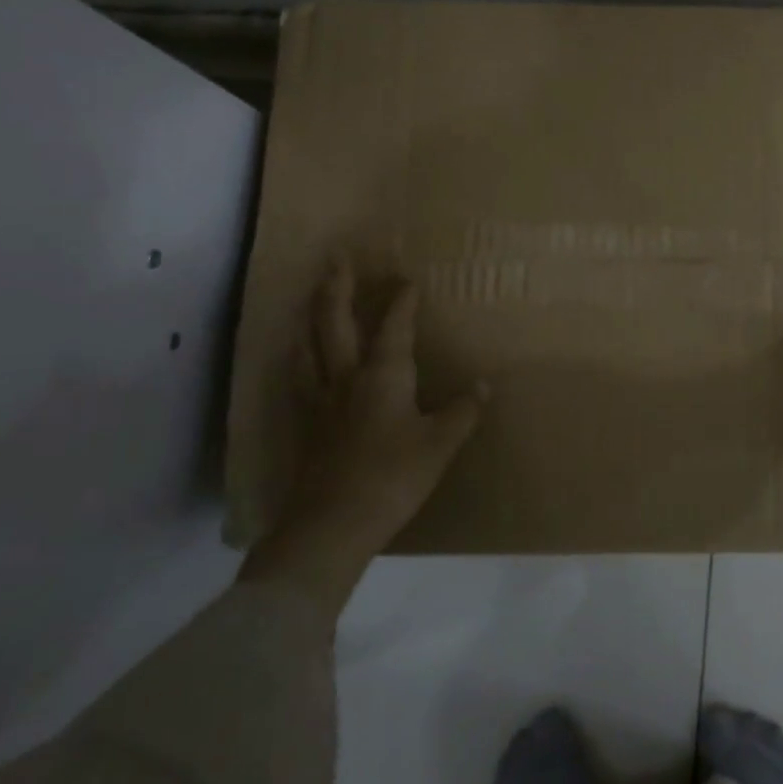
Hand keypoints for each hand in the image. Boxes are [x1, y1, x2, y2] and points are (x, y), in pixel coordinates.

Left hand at [241, 259, 484, 619]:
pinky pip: (300, 378)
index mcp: (383, 375)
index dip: (401, 301)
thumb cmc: (393, 476)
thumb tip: (482, 386)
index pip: (393, 327)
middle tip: (336, 258)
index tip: (407, 280)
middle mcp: (346, 378)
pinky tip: (299, 359)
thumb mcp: (440, 444)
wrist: (332, 525)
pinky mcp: (306, 427)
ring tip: (312, 300)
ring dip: (311, 318)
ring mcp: (320, 402)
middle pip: (335, 323)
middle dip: (337, 288)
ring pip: (309, 347)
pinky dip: (300, 358)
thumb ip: (462, 412)